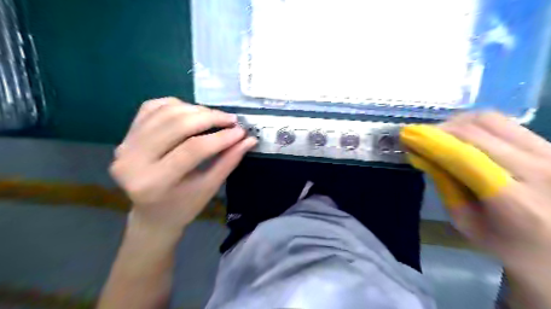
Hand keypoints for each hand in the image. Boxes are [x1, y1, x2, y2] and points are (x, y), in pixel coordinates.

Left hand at [111, 99, 258, 236]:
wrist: (152, 214)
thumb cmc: (183, 206)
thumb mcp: (209, 188)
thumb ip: (229, 161)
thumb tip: (249, 139)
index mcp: (153, 183)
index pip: (192, 149)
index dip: (220, 137)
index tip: (241, 132)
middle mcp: (132, 160)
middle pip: (177, 125)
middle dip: (210, 117)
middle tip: (231, 120)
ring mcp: (125, 145)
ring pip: (166, 112)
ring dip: (196, 109)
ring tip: (216, 117)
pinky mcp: (125, 135)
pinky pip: (152, 107)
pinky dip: (176, 105)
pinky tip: (192, 113)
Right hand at [402, 111, 550, 270]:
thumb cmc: (512, 247)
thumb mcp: (467, 223)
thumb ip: (446, 187)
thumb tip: (422, 155)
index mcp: (514, 200)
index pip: (462, 155)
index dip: (430, 140)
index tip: (406, 136)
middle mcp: (539, 168)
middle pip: (476, 129)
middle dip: (440, 128)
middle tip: (419, 136)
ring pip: (492, 119)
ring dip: (458, 122)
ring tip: (441, 135)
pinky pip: (506, 123)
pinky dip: (477, 125)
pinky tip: (465, 136)